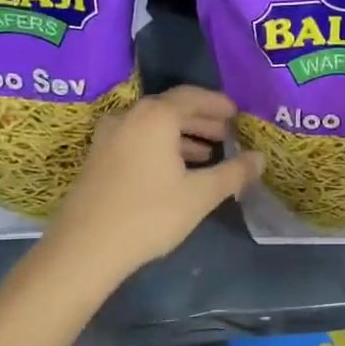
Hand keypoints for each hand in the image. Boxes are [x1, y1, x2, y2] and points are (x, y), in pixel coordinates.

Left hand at [45, 86, 263, 284]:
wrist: (84, 249)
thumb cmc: (149, 215)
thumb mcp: (200, 195)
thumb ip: (233, 173)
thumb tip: (260, 159)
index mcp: (155, 116)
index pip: (192, 96)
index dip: (217, 104)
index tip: (237, 114)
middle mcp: (129, 117)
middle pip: (171, 108)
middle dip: (201, 120)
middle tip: (226, 134)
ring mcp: (108, 136)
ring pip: (153, 126)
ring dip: (181, 135)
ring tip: (206, 153)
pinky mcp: (97, 158)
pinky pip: (137, 139)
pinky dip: (161, 146)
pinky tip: (175, 169)